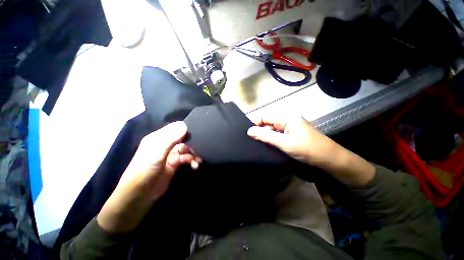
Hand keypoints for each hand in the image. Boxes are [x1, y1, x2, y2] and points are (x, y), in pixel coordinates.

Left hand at [97, 121, 200, 232]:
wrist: (140, 195)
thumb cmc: (145, 170)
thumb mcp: (157, 152)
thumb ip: (170, 138)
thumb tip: (184, 125)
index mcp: (158, 138)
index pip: (175, 129)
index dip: (185, 130)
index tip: (196, 134)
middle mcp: (165, 145)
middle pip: (183, 139)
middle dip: (192, 145)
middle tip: (199, 151)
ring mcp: (170, 155)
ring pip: (186, 150)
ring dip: (193, 154)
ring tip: (198, 162)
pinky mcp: (175, 164)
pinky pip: (186, 159)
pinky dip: (192, 161)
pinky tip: (195, 166)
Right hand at [247, 116, 336, 167]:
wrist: (330, 159)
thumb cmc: (307, 149)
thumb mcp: (284, 143)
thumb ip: (265, 136)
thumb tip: (249, 131)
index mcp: (287, 118)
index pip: (266, 117)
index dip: (256, 123)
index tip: (248, 133)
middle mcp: (289, 120)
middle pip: (270, 123)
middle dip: (261, 131)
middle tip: (251, 140)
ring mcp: (292, 128)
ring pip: (274, 130)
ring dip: (267, 136)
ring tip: (257, 143)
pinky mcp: (293, 135)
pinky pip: (279, 135)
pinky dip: (273, 140)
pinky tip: (268, 145)